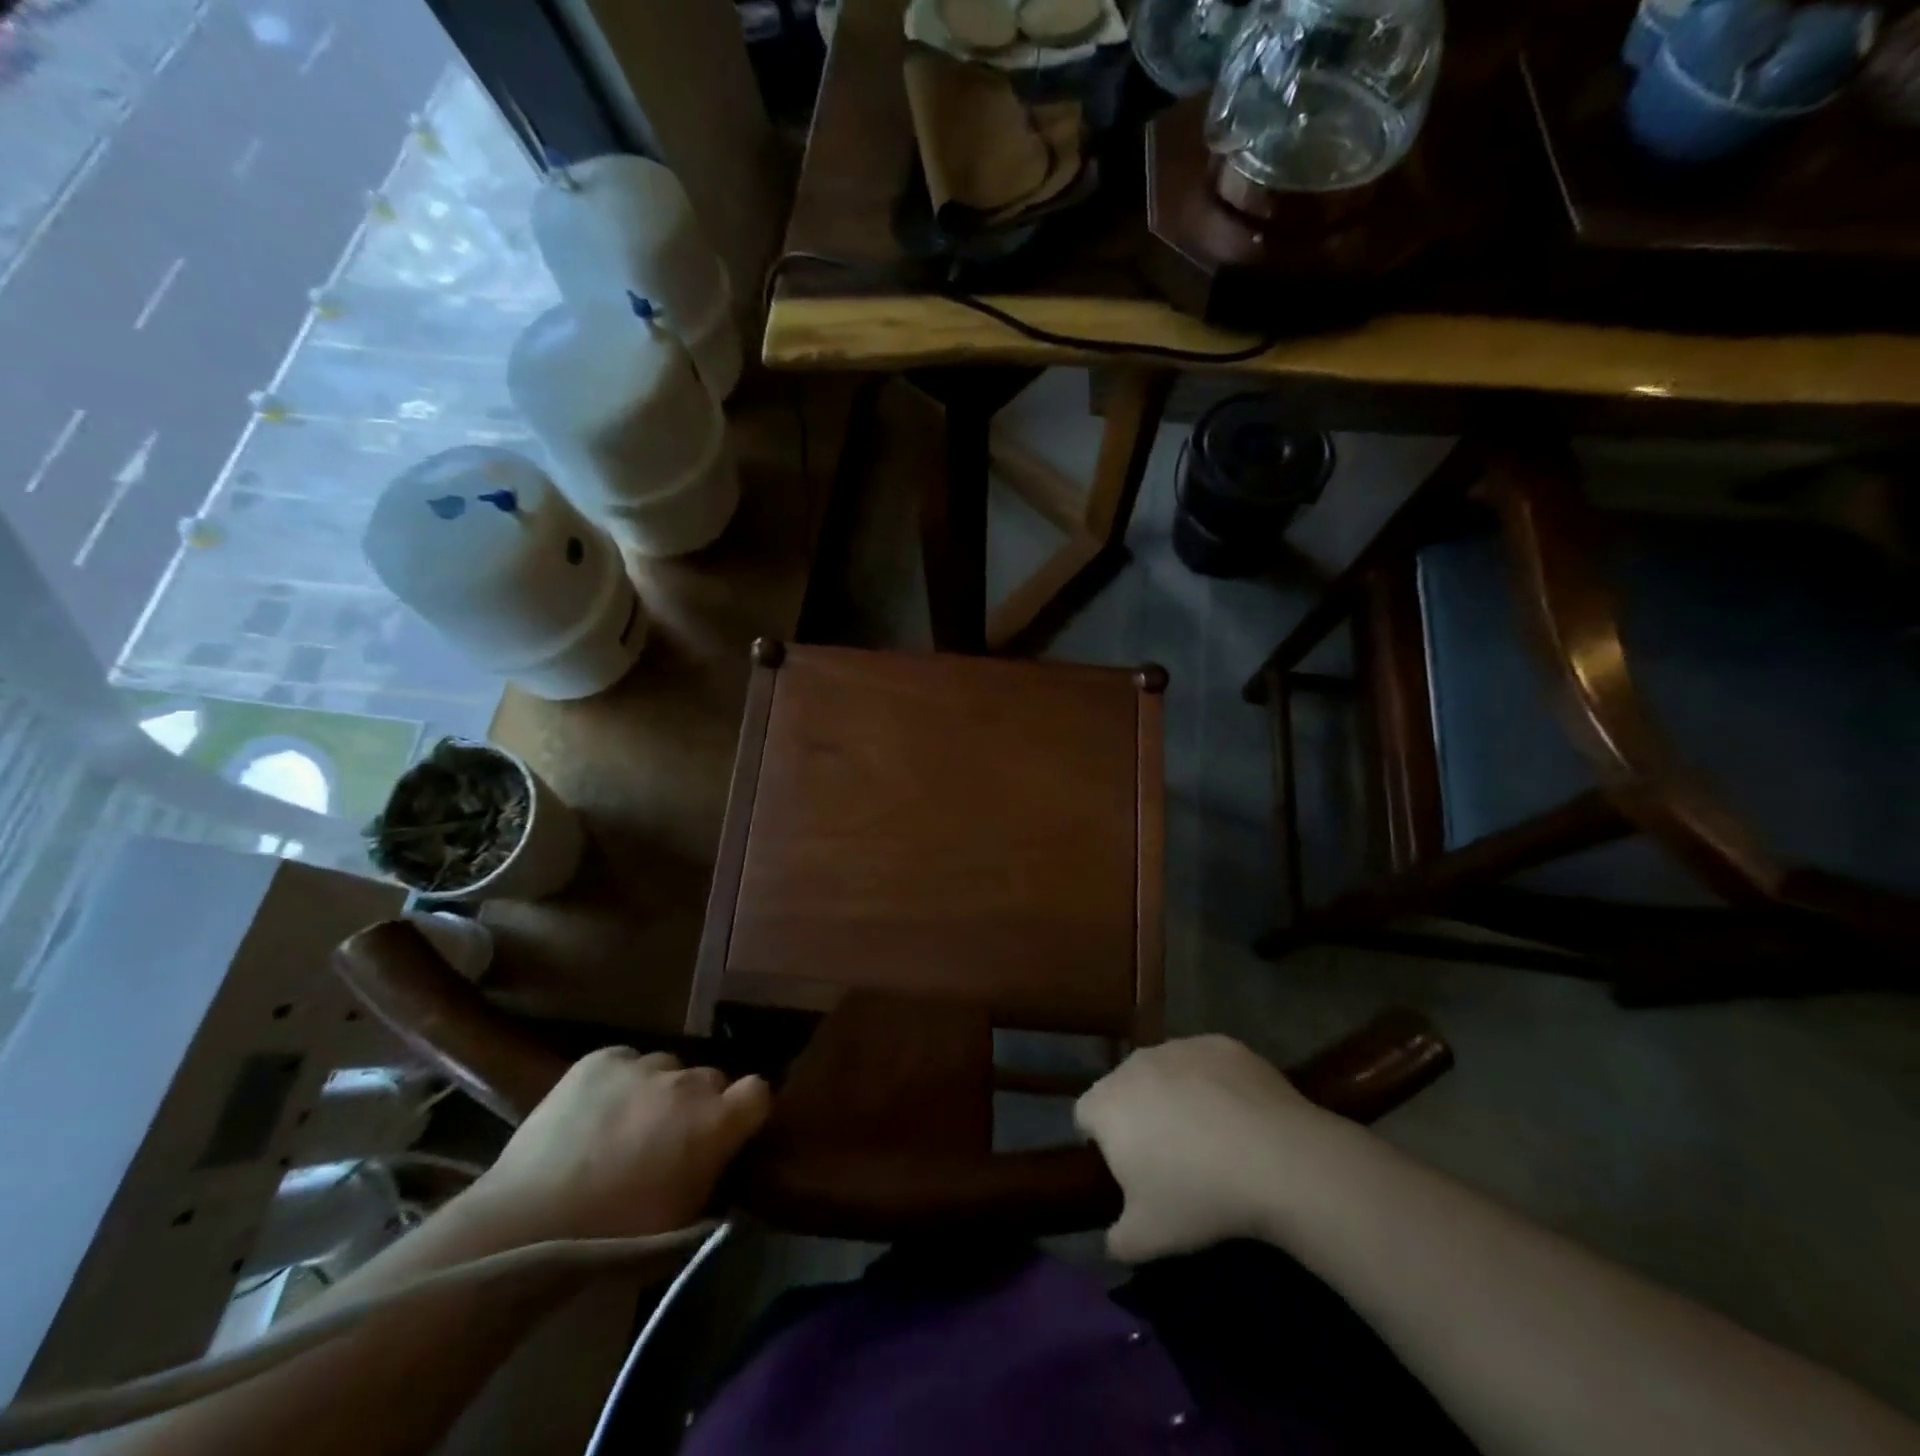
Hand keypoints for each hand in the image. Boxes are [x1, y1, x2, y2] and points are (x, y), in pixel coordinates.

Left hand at [467, 1049, 771, 1243]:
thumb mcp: (686, 1224)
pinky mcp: (600, 1059)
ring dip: (659, 1091)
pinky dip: (621, 1081)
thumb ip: (715, 1179)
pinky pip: (626, 1060)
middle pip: (710, 1078)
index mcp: (716, 1121)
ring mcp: (643, 1065)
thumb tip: (722, 1162)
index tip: (730, 1133)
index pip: (758, 1092)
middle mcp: (688, 1082)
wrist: (530, 1226)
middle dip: (700, 1103)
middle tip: (671, 1137)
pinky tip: (598, 1110)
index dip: (745, 1111)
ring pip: (667, 1067)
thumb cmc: (616, 1241)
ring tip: (628, 1124)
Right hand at [1075, 1035, 1328, 1262]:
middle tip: (1170, 1157)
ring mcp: (1179, 1047)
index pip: (1085, 1116)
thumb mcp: (1148, 1238)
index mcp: (1107, 1104)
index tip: (1130, 1171)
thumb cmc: (1198, 1196)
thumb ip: (1117, 1240)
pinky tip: (1241, 1118)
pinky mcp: (1220, 1043)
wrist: (1275, 1157)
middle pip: (1124, 1089)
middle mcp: (1134, 1064)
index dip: (1101, 1144)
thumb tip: (1113, 1241)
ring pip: (1165, 1072)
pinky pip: (1206, 1064)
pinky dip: (1214, 1084)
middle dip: (1139, 1116)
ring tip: (1210, 1137)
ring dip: (1175, 1096)